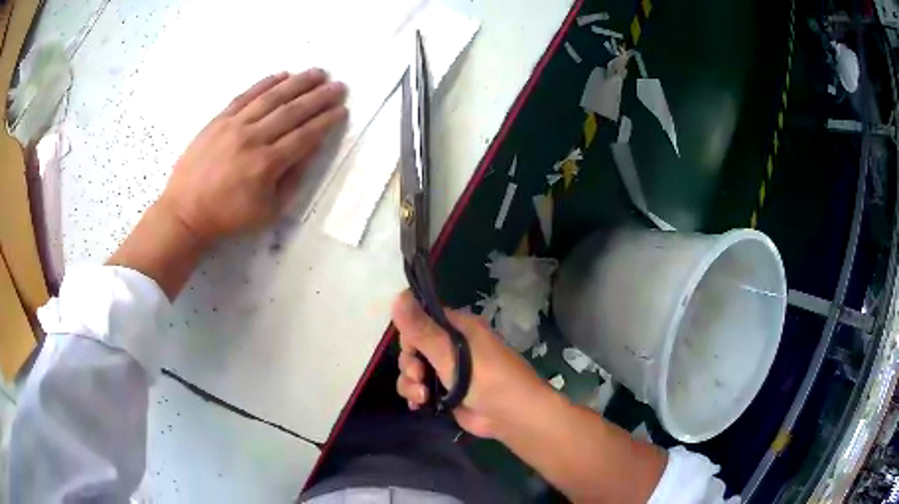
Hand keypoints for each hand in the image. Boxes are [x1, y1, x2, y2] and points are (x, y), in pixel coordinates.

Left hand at [158, 69, 347, 242]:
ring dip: (298, 83)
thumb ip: (291, 181)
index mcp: (266, 165)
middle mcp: (252, 139)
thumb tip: (310, 151)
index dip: (325, 122)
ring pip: (271, 98)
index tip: (342, 110)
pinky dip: (265, 83)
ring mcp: (233, 126)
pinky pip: (245, 96)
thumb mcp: (267, 211)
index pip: (304, 136)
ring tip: (318, 72)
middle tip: (338, 86)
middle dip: (319, 97)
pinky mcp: (218, 120)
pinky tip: (282, 74)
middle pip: (292, 112)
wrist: (185, 211)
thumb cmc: (228, 216)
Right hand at [391, 291, 551, 437]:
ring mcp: (448, 371)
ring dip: (410, 383)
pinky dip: (415, 396)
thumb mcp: (450, 353)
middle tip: (418, 376)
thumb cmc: (486, 378)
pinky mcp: (446, 393)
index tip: (410, 350)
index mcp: (458, 329)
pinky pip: (420, 389)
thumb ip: (421, 329)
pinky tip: (418, 405)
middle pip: (414, 348)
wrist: (512, 416)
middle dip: (409, 364)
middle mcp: (452, 347)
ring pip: (414, 370)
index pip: (422, 320)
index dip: (410, 335)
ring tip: (422, 396)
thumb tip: (398, 294)